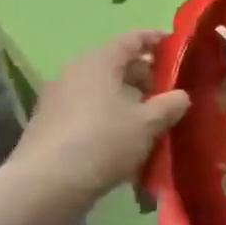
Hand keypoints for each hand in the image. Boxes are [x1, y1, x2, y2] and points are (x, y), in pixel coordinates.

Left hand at [8, 30, 189, 201]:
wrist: (44, 186)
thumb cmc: (103, 142)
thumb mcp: (147, 124)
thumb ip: (170, 105)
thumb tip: (181, 95)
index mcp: (99, 62)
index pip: (132, 39)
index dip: (157, 40)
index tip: (178, 46)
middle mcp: (75, 72)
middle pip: (116, 64)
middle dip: (145, 75)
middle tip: (168, 92)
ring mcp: (58, 98)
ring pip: (102, 88)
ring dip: (127, 98)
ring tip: (150, 119)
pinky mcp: (50, 124)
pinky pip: (88, 109)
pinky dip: (109, 115)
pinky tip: (124, 139)